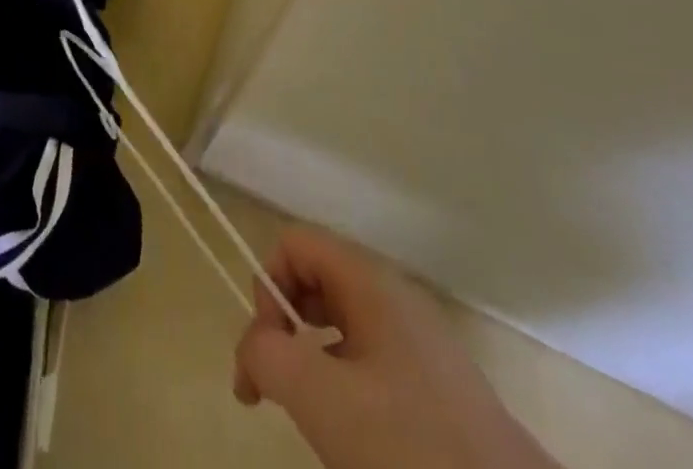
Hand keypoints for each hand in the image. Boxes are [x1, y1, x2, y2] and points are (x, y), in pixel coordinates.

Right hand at [234, 227, 558, 468]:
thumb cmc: (413, 448)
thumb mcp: (322, 398)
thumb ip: (267, 355)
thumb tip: (254, 350)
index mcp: (370, 282)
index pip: (295, 244)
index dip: (269, 286)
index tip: (267, 352)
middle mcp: (395, 299)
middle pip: (315, 282)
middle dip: (284, 328)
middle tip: (273, 390)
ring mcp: (421, 345)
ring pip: (341, 328)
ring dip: (311, 363)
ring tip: (313, 422)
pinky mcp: (439, 392)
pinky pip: (371, 365)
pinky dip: (346, 391)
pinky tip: (354, 442)